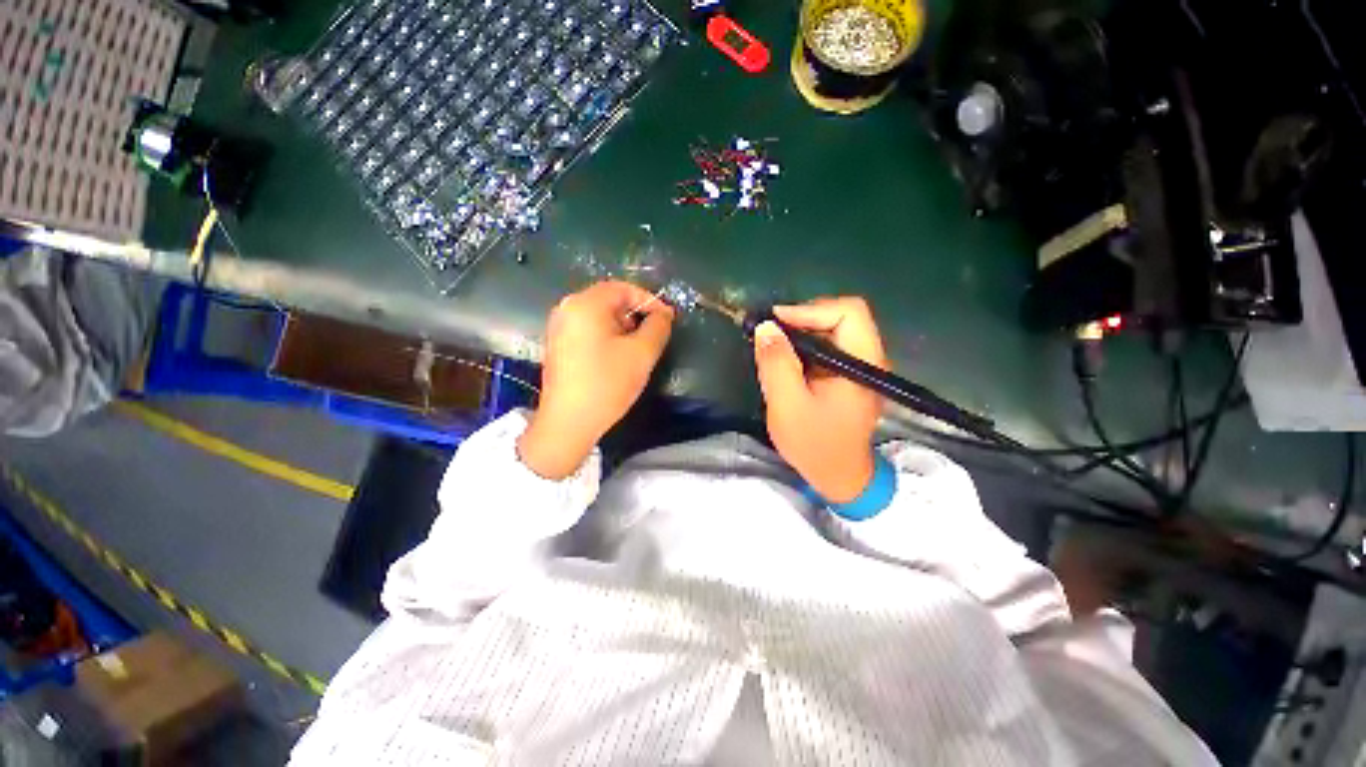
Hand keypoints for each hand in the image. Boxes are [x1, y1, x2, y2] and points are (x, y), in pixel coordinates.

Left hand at [518, 281, 674, 478]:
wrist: (568, 423)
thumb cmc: (606, 384)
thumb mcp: (642, 354)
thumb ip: (658, 327)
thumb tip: (663, 315)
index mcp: (584, 304)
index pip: (623, 288)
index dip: (650, 300)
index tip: (668, 319)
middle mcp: (567, 308)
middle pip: (609, 300)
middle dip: (636, 314)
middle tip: (654, 335)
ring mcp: (559, 327)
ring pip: (599, 316)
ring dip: (624, 326)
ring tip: (639, 348)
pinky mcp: (558, 345)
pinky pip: (588, 330)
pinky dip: (608, 336)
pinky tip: (618, 357)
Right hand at [752, 297, 885, 502]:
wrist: (838, 477)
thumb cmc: (815, 444)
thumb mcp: (788, 405)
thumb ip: (777, 364)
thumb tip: (765, 326)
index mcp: (863, 363)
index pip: (848, 312)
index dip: (810, 309)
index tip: (775, 322)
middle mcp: (869, 358)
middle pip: (841, 316)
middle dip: (803, 318)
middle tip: (771, 332)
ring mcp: (860, 366)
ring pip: (833, 330)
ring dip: (802, 332)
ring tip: (774, 344)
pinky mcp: (849, 375)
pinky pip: (829, 346)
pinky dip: (805, 346)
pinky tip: (786, 359)